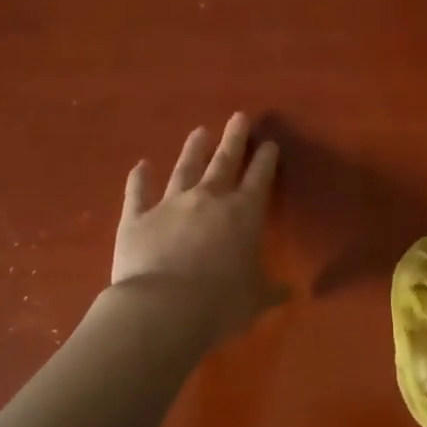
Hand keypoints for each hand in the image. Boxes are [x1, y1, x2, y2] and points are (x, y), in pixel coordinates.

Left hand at [111, 113, 282, 339]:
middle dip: (233, 139)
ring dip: (193, 150)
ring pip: (184, 169)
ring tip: (200, 132)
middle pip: (223, 162)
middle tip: (238, 117)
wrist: (162, 309)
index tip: (269, 143)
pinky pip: (138, 193)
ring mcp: (170, 204)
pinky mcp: (137, 218)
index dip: (265, 160)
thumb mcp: (255, 300)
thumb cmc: (219, 304)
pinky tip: (141, 165)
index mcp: (243, 215)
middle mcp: (208, 200)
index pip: (259, 179)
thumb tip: (289, 292)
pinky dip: (139, 178)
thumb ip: (270, 291)